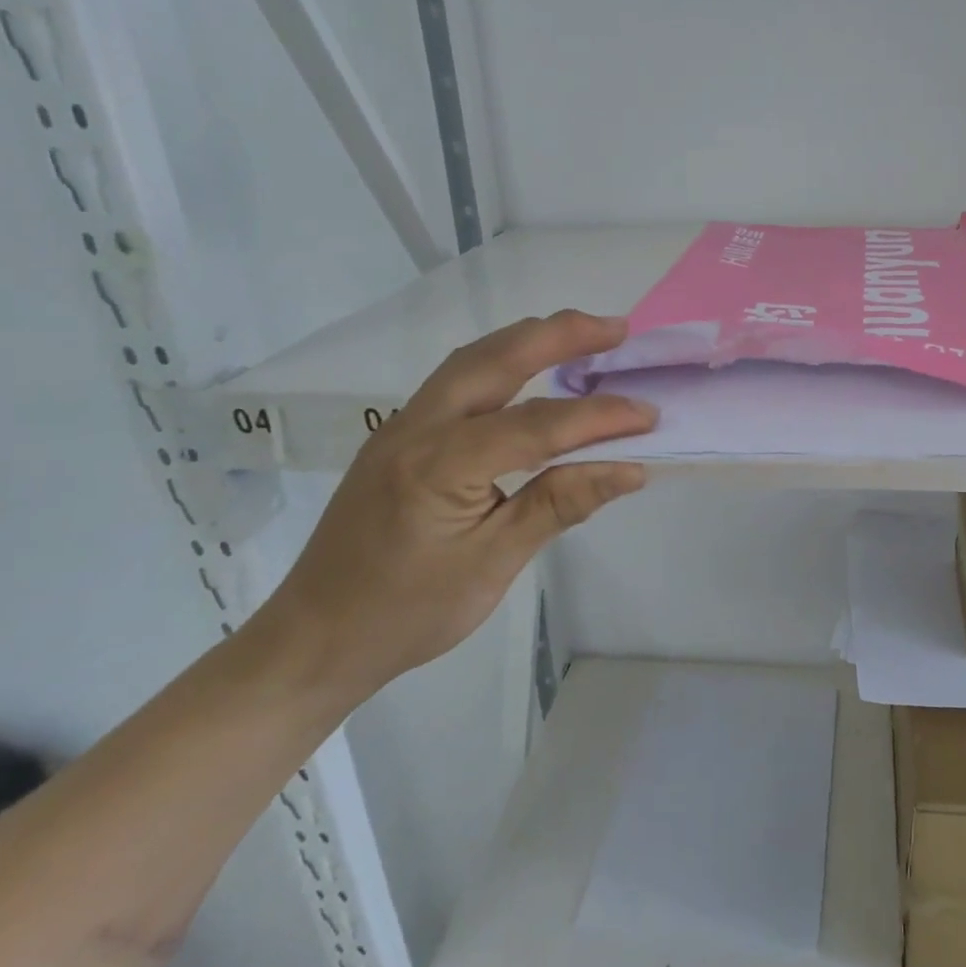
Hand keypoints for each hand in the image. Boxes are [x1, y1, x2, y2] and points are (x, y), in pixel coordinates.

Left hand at [260, 311, 655, 698]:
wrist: (316, 638)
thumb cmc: (408, 612)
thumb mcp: (493, 564)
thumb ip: (559, 504)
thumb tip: (629, 469)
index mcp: (439, 465)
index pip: (536, 425)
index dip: (598, 417)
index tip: (649, 415)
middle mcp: (416, 428)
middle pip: (494, 359)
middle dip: (559, 335)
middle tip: (616, 328)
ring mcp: (400, 428)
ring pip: (470, 362)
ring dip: (528, 341)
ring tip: (581, 336)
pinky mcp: (398, 438)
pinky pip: (456, 383)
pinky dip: (501, 364)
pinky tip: (528, 374)